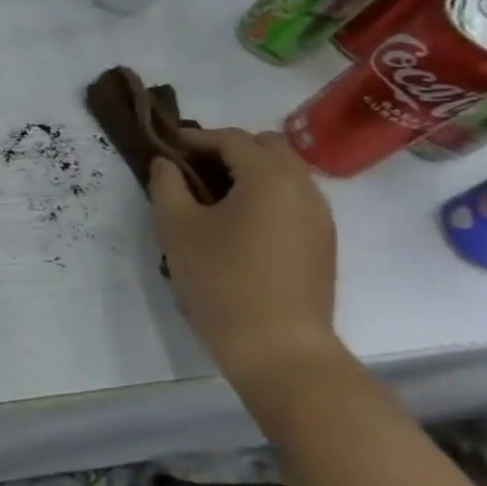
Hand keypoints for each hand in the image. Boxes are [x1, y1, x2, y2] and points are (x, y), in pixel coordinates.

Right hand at [149, 128, 340, 406]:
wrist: (278, 347)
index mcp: (269, 177)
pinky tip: (236, 222)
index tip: (164, 148)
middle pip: (267, 148)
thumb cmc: (221, 279)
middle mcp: (303, 188)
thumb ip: (166, 185)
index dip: (195, 138)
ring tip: (209, 196)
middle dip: (228, 149)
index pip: (232, 138)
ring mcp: (319, 217)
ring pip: (284, 173)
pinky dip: (264, 196)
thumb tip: (165, 163)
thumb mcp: (177, 227)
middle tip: (190, 168)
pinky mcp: (322, 243)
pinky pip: (292, 200)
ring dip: (248, 172)